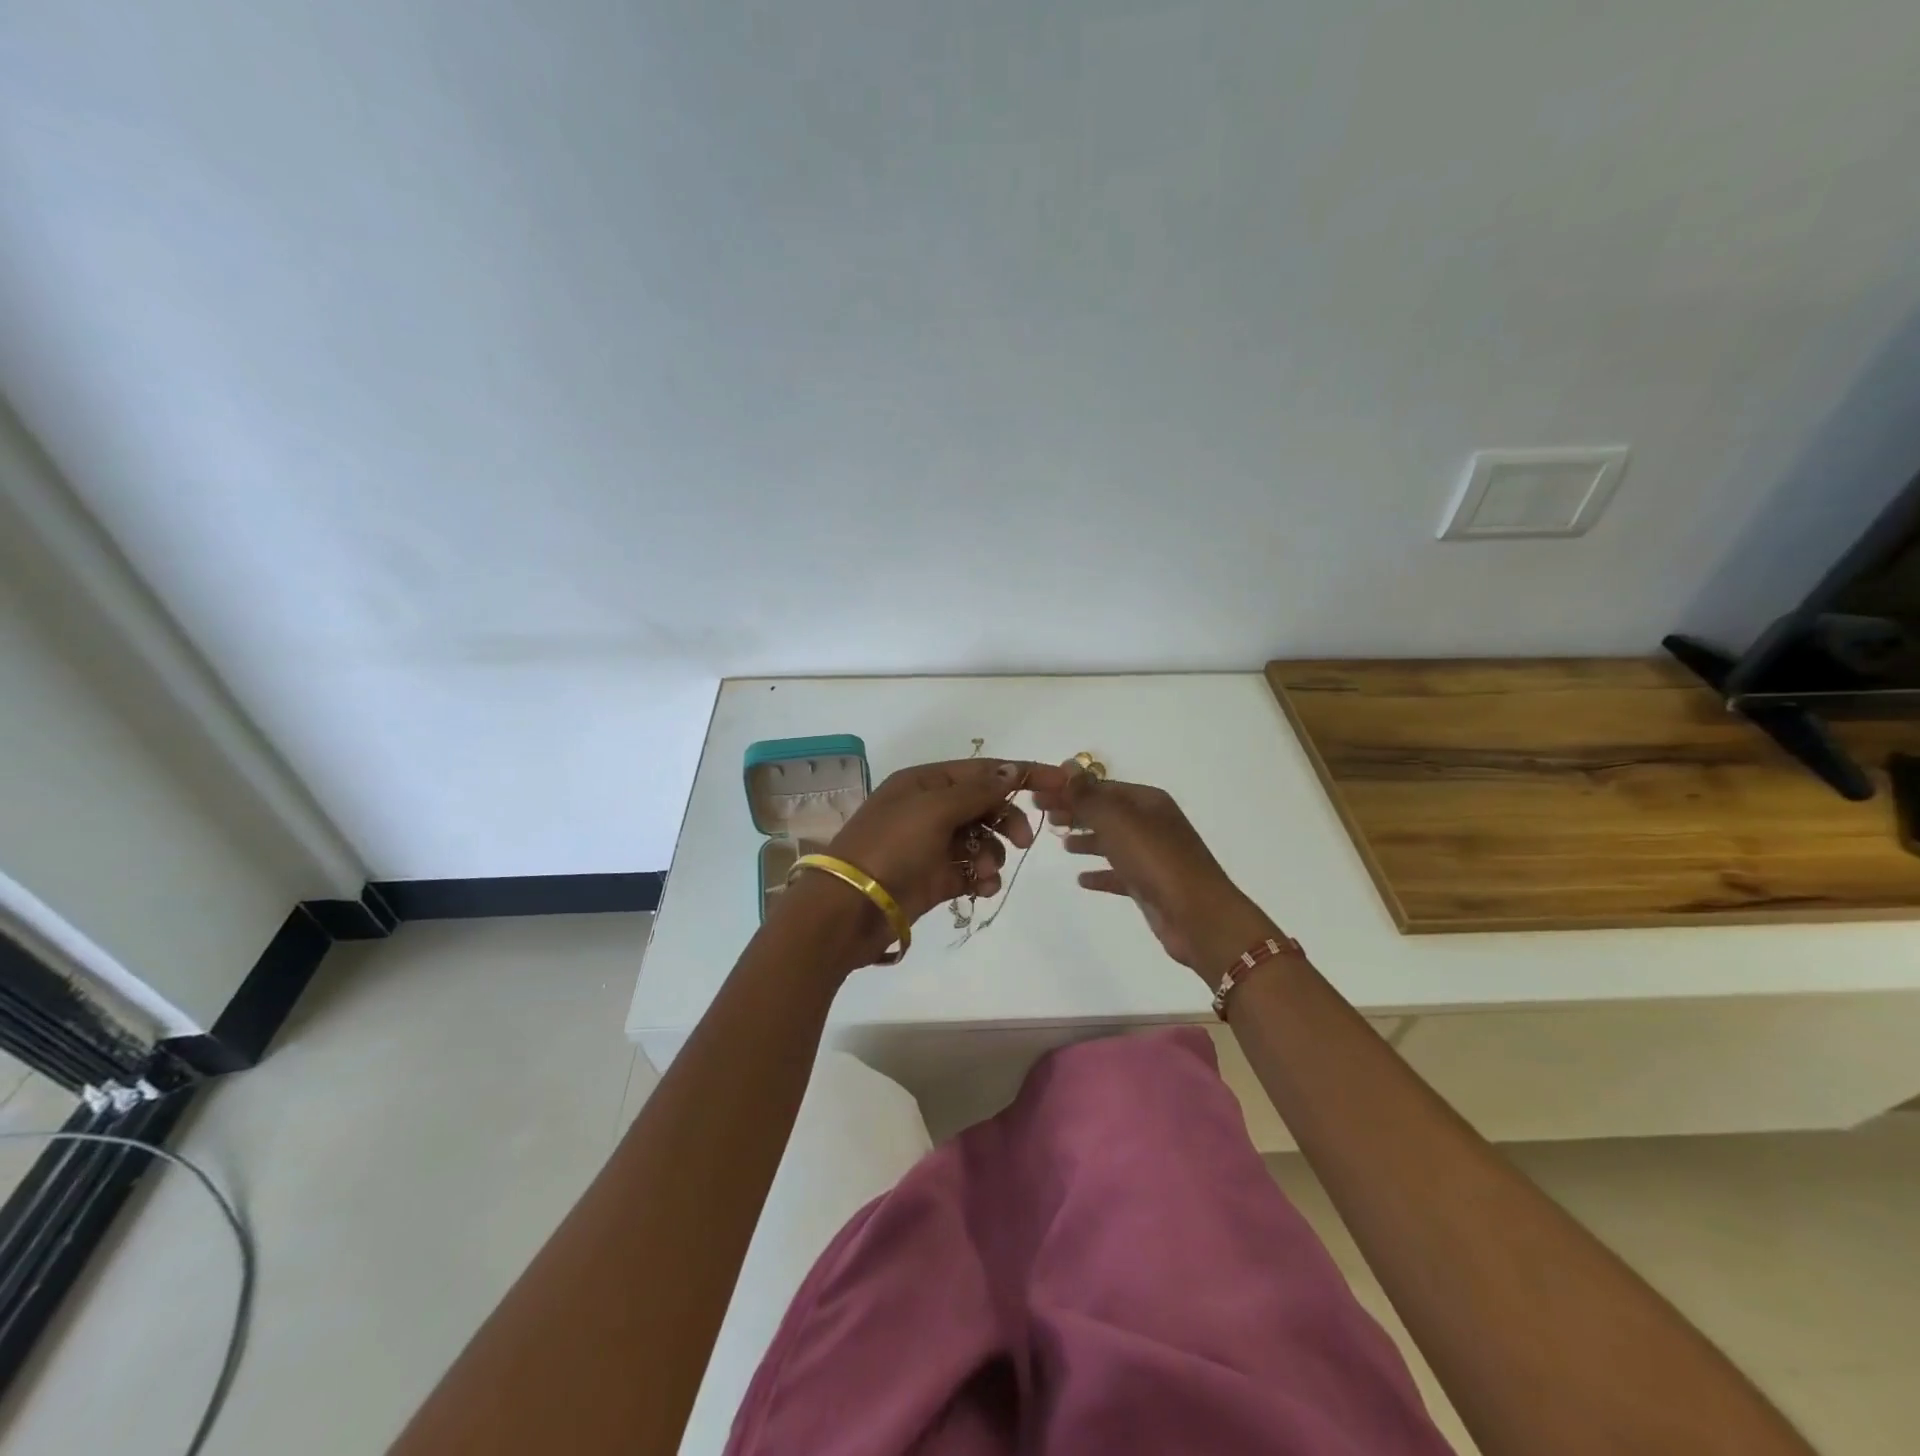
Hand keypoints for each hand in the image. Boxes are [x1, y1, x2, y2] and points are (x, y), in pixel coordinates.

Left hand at [786, 759, 1042, 961]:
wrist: (850, 907)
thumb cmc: (891, 847)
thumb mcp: (934, 809)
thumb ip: (978, 791)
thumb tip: (1012, 771)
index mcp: (925, 783)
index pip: (983, 771)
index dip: (1022, 774)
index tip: (1061, 782)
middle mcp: (929, 809)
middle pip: (985, 805)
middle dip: (1007, 820)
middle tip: (1024, 840)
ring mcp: (932, 846)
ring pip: (981, 841)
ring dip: (993, 854)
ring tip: (986, 874)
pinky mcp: (935, 879)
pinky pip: (971, 872)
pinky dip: (982, 879)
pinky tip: (982, 889)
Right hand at [1030, 763, 1278, 980]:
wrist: (1198, 917)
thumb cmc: (1156, 861)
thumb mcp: (1117, 821)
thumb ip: (1088, 795)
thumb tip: (1068, 764)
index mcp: (1147, 802)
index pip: (1101, 787)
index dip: (1069, 789)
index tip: (1038, 794)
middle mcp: (1152, 824)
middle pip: (1106, 811)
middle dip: (1075, 811)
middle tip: (1043, 816)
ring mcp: (1153, 855)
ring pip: (1113, 841)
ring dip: (1087, 839)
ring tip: (1061, 843)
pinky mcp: (1150, 886)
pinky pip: (1120, 873)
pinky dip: (1101, 873)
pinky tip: (1081, 879)